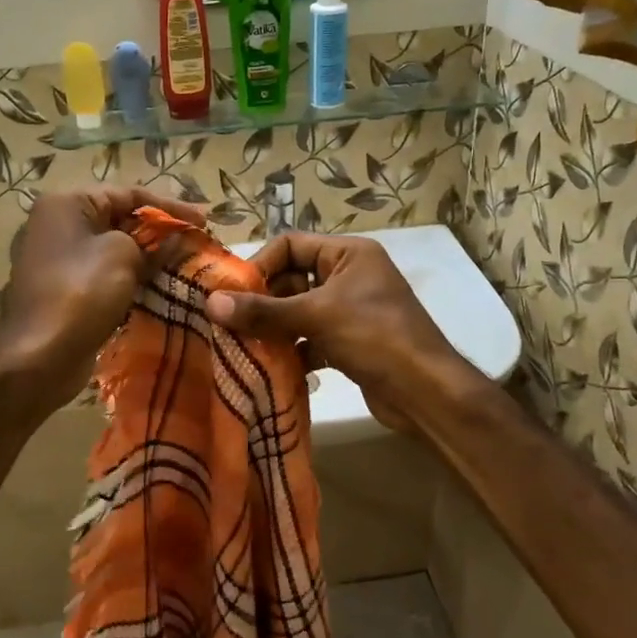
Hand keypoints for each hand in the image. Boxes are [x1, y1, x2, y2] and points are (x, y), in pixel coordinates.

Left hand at [0, 188, 205, 410]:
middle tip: (196, 243)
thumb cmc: (81, 292)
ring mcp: (59, 259)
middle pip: (120, 219)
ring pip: (114, 249)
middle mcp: (58, 224)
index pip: (128, 193)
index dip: (170, 206)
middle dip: (159, 231)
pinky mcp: (65, 289)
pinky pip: (105, 274)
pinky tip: (159, 286)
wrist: (39, 356)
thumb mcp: (124, 257)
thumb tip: (177, 239)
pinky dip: (131, 277)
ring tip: (184, 265)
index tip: (203, 221)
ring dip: (148, 256)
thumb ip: (154, 243)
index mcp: (67, 203)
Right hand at [204, 233, 475, 434]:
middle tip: (231, 325)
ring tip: (244, 347)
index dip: (260, 266)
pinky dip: (293, 351)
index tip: (233, 294)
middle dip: (263, 303)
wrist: (425, 392)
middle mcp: (349, 276)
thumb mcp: (315, 317)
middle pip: (292, 280)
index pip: (290, 245)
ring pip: (299, 312)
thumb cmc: (374, 337)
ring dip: (274, 329)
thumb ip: (262, 311)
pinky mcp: (350, 343)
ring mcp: (351, 311)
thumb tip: (211, 303)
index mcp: (348, 254)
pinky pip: (311, 338)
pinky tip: (273, 368)